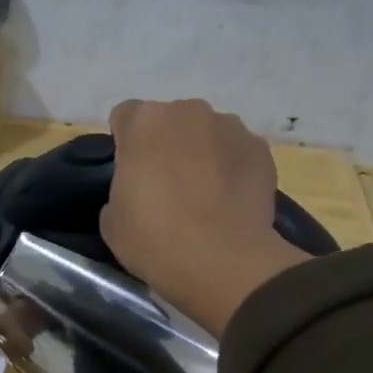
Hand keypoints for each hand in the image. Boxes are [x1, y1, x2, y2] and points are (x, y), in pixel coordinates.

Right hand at [100, 98, 309, 335]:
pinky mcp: (261, 149)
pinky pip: (238, 153)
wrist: (222, 261)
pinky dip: (234, 169)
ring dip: (203, 154)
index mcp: (144, 122)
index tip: (131, 176)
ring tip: (205, 196)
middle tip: (167, 188)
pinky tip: (231, 202)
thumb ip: (120, 191)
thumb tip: (136, 192)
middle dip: (167, 146)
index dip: (126, 146)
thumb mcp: (111, 222)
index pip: (125, 118)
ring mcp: (230, 126)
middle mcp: (188, 111)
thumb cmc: (155, 240)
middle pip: (171, 121)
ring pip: (208, 134)